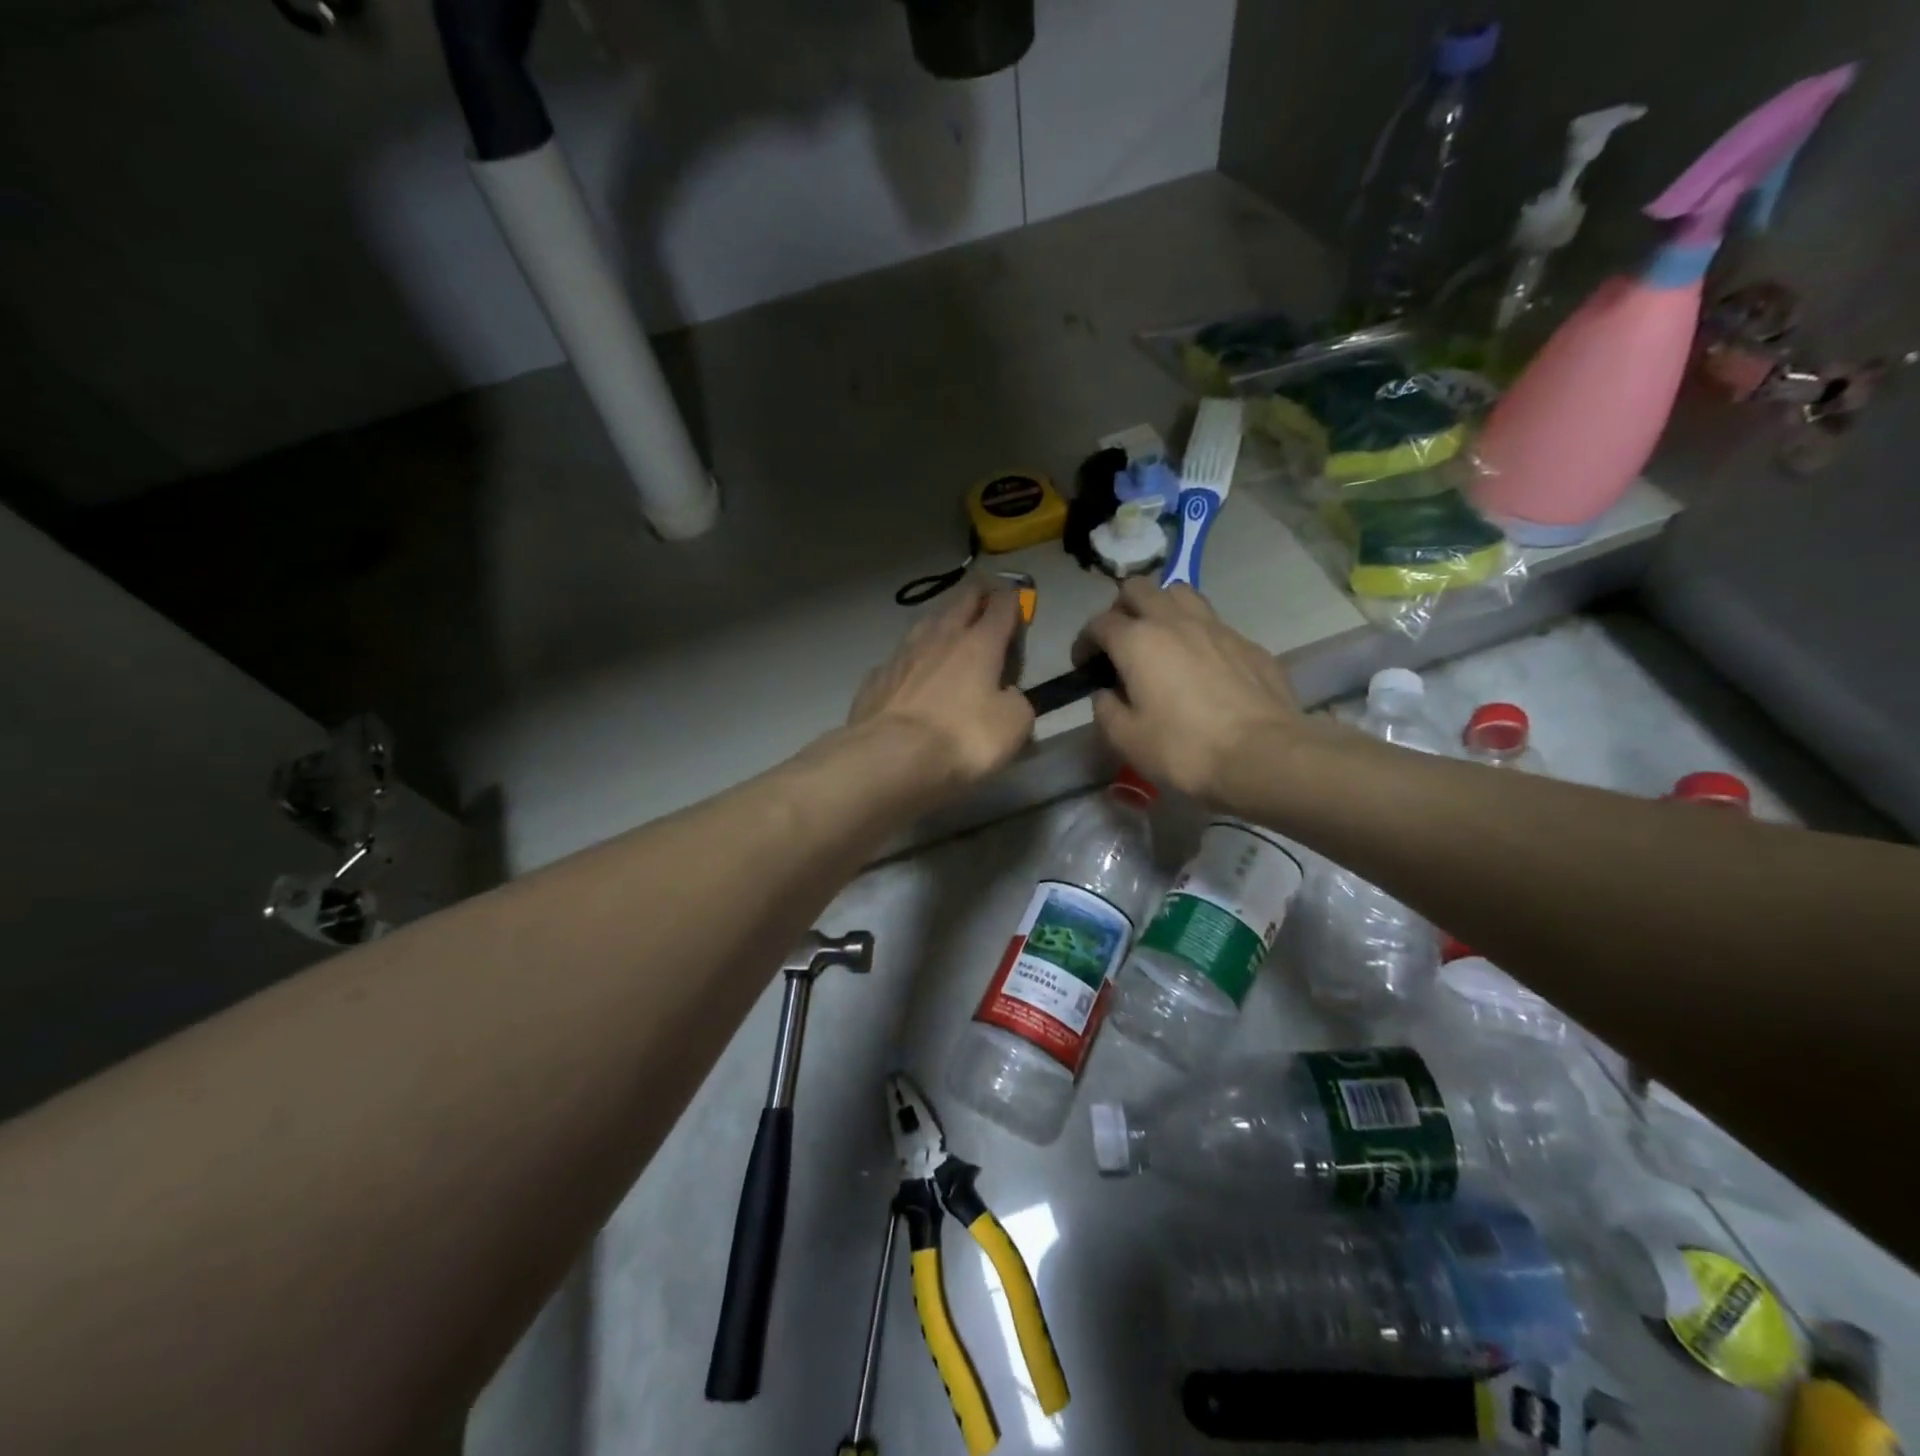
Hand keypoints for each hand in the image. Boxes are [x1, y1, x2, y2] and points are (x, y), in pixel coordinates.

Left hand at [848, 586, 1034, 787]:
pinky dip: (911, 658)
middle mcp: (940, 638)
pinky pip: (899, 658)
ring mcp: (902, 655)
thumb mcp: (1013, 726)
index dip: (1012, 601)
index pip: (1001, 609)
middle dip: (976, 596)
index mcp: (979, 644)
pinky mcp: (876, 677)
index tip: (1016, 597)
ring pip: (925, 623)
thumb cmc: (962, 738)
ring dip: (940, 620)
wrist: (890, 756)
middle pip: (961, 604)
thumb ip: (1016, 702)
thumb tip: (1006, 694)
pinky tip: (910, 669)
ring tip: (945, 624)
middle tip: (983, 593)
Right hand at [1078, 579, 1302, 801]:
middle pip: (1138, 589)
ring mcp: (1216, 627)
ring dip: (1161, 607)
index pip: (1099, 623)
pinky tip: (1201, 665)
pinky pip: (1213, 623)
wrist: (1262, 755)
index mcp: (1137, 641)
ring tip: (1160, 639)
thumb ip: (1106, 709)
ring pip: (1180, 593)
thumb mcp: (1126, 739)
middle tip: (1119, 641)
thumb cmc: (1183, 748)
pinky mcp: (1248, 643)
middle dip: (1120, 609)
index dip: (1085, 642)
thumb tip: (1106, 693)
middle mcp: (1174, 621)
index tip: (1084, 665)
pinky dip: (1197, 634)